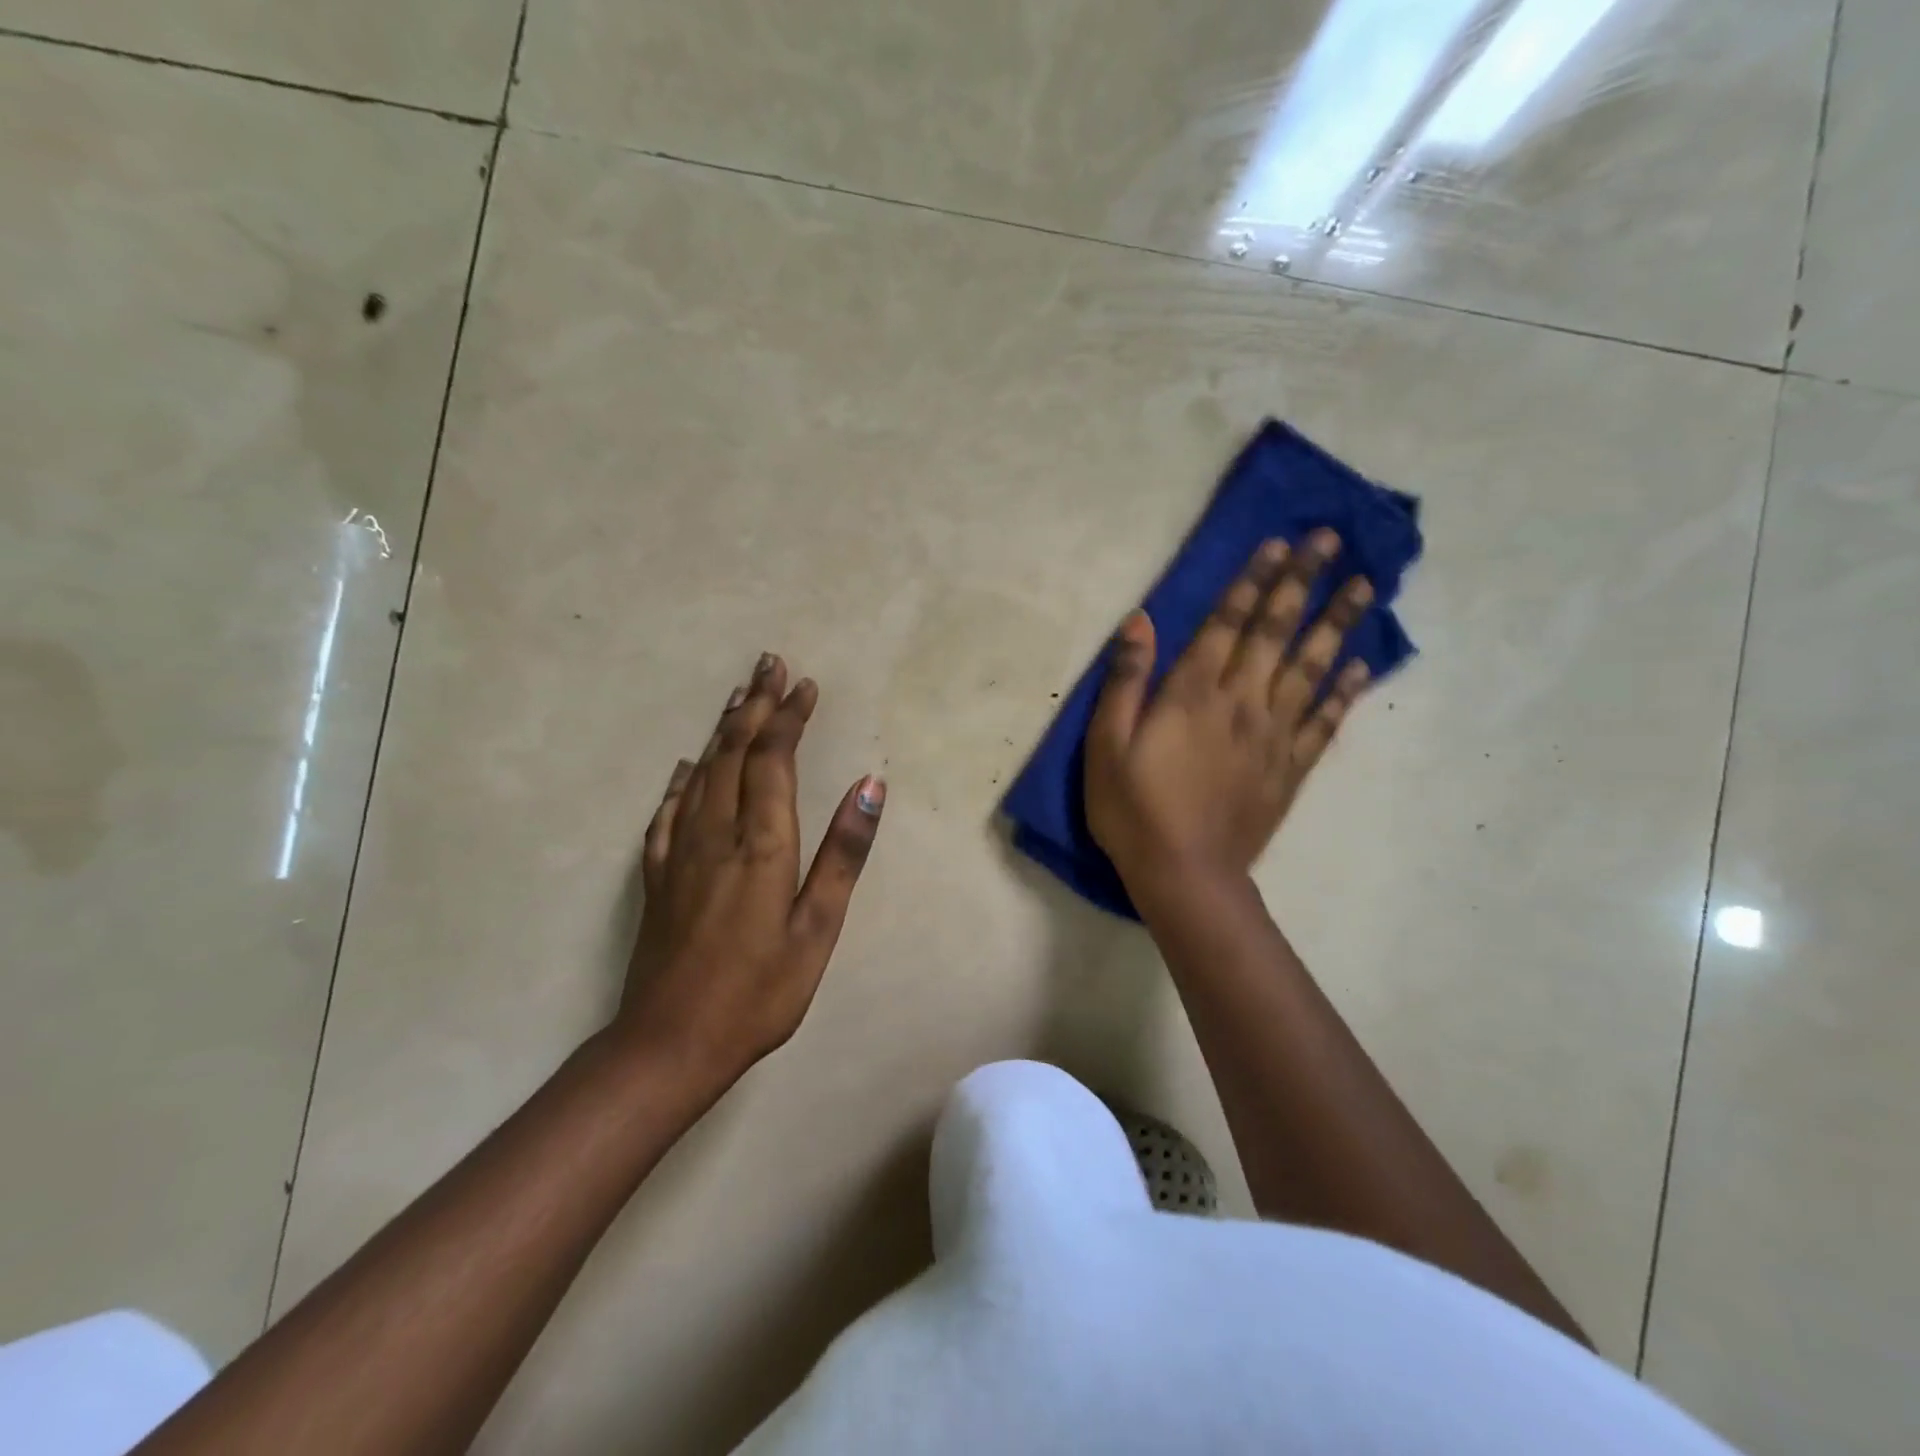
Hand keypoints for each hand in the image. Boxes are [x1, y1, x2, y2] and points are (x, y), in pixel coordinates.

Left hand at [618, 653, 884, 1095]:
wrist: (668, 1044)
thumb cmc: (758, 992)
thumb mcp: (817, 930)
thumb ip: (842, 854)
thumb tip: (870, 785)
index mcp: (760, 844)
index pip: (773, 761)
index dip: (788, 718)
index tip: (803, 684)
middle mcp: (715, 834)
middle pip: (733, 754)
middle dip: (754, 706)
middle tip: (768, 665)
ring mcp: (679, 854)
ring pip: (701, 773)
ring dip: (722, 730)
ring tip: (738, 696)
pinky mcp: (657, 877)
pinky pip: (667, 812)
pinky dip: (680, 781)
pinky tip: (685, 768)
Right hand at [1085, 532, 1372, 899]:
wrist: (1184, 874)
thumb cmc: (1133, 809)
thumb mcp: (1105, 744)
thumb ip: (1125, 680)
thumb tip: (1140, 620)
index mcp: (1192, 694)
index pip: (1227, 623)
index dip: (1252, 581)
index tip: (1278, 543)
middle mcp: (1241, 702)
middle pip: (1276, 632)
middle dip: (1301, 582)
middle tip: (1329, 539)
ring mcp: (1273, 735)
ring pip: (1311, 667)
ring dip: (1336, 622)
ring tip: (1362, 584)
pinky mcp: (1291, 768)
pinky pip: (1325, 720)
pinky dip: (1346, 690)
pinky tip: (1362, 664)